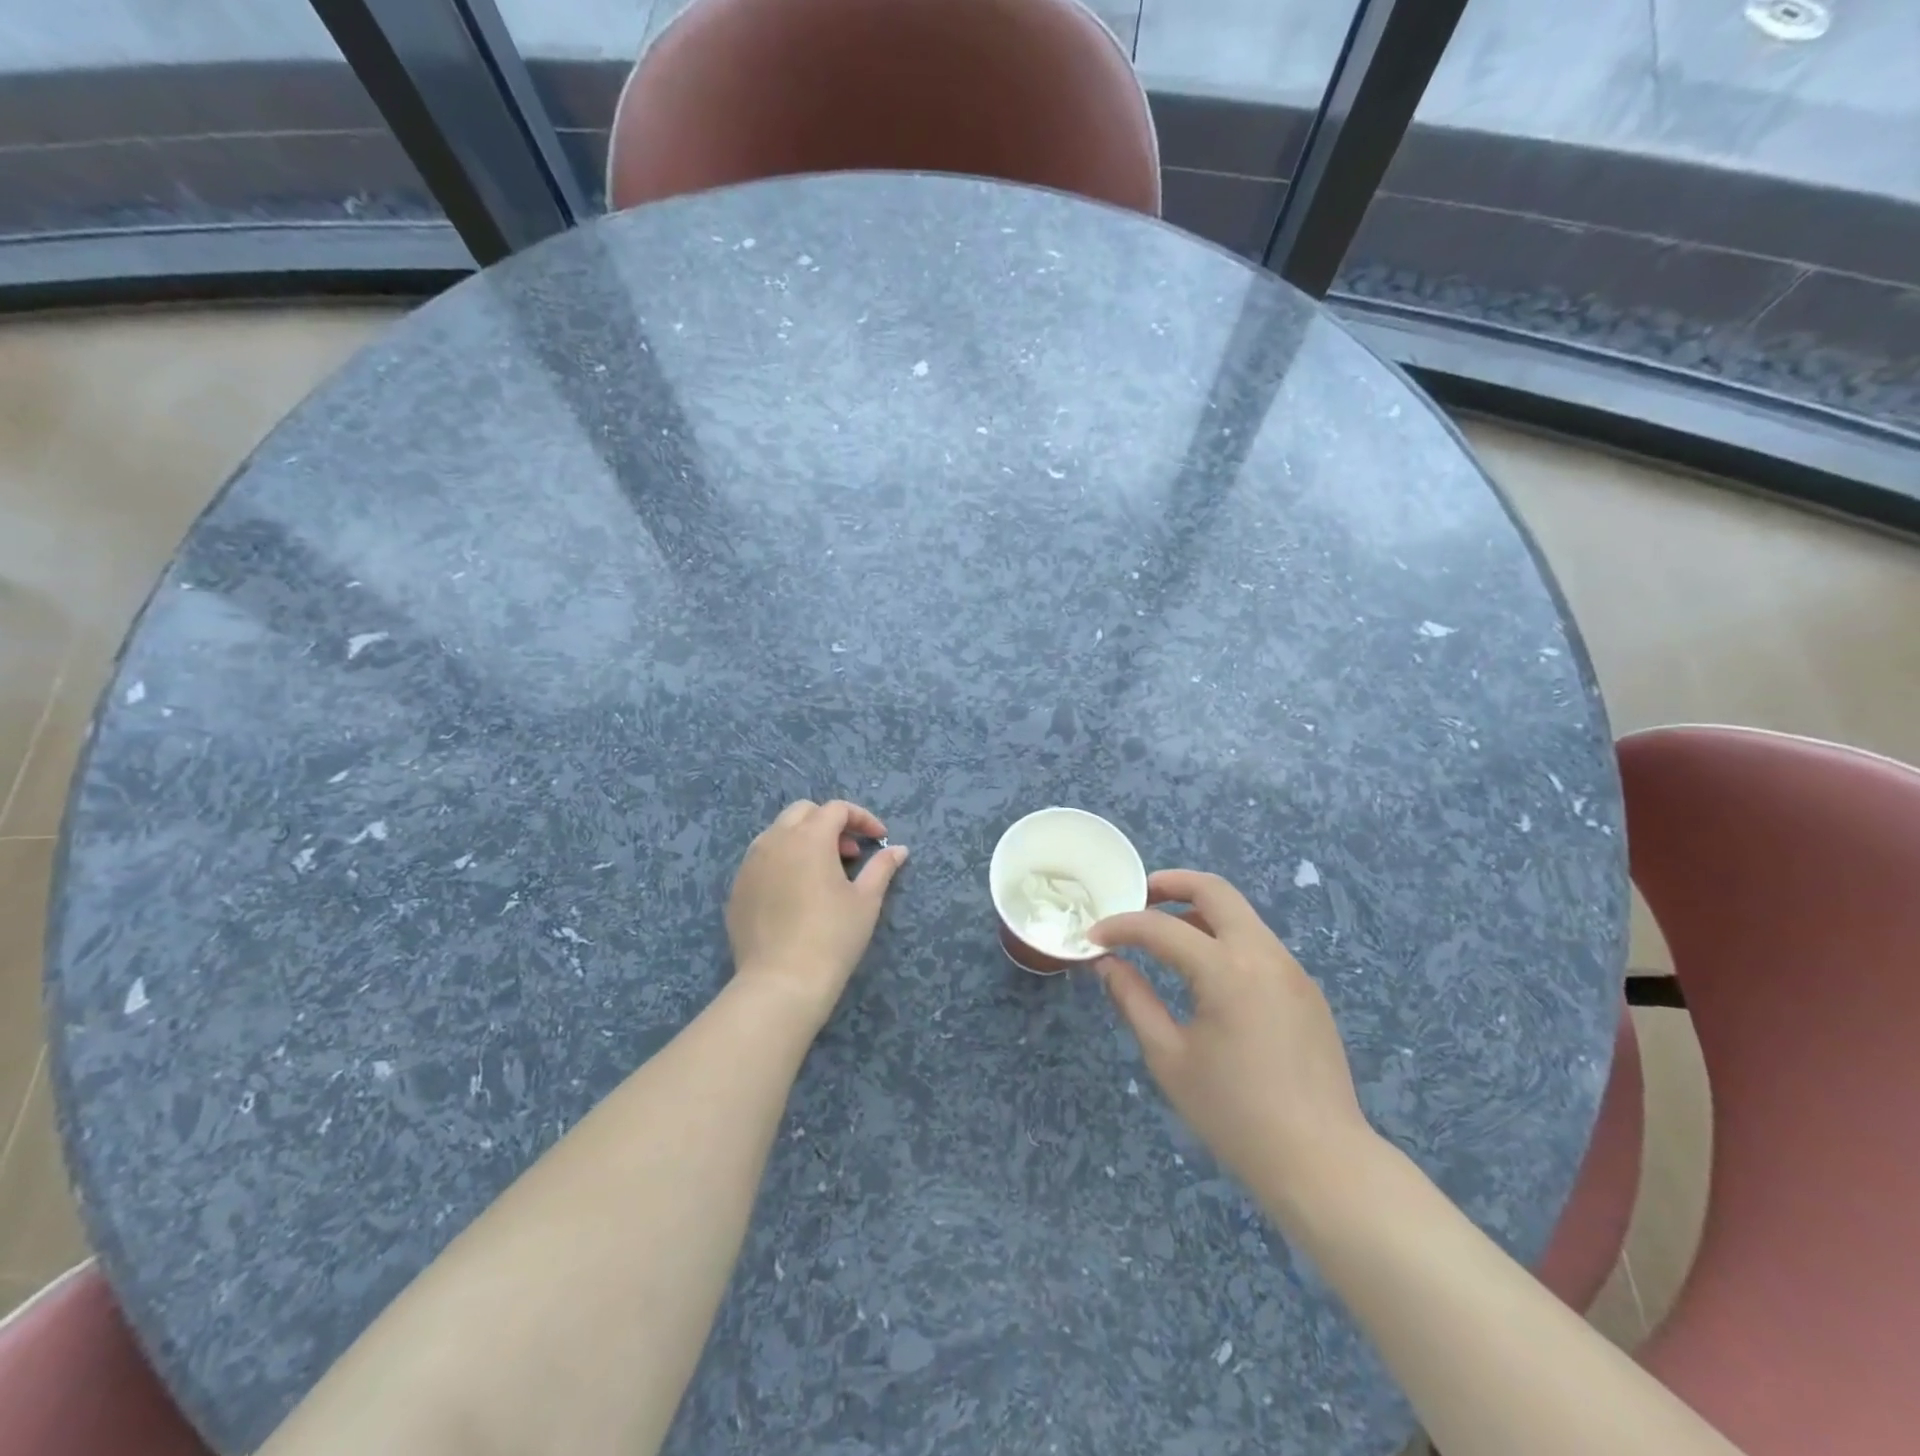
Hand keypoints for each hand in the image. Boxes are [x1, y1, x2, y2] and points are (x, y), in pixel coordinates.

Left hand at [726, 800, 908, 1028]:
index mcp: (809, 837)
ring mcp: (750, 864)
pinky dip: (782, 862)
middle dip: (829, 823)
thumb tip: (899, 849)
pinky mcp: (736, 889)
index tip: (879, 839)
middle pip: (803, 812)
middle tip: (849, 853)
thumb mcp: (866, 900)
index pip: (837, 809)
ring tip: (822, 872)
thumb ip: (882, 867)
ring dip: (803, 840)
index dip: (862, 818)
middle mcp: (775, 840)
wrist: (781, 982)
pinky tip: (796, 893)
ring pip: (777, 833)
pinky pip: (761, 861)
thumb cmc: (832, 937)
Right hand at [1091, 870, 1375, 1217]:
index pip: (1160, 928)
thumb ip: (1134, 1000)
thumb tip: (1107, 963)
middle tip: (1137, 898)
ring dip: (1199, 912)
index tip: (1093, 936)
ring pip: (1240, 915)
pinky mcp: (1305, 990)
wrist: (1323, 1164)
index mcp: (1226, 969)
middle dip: (1170, 884)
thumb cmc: (1234, 1114)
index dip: (1120, 927)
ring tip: (1165, 936)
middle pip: (1214, 890)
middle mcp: (1263, 954)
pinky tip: (1206, 974)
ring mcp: (1291, 969)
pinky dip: (1224, 940)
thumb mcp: (1169, 1058)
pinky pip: (1258, 944)